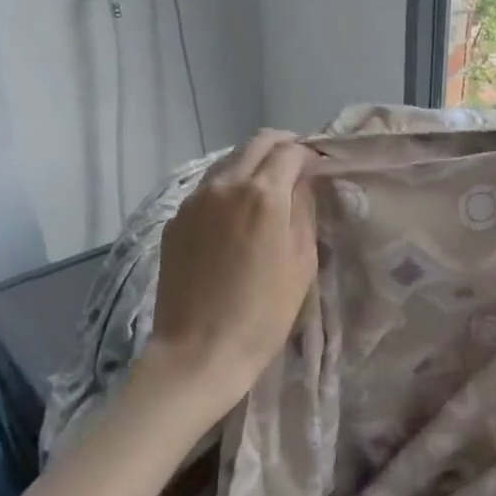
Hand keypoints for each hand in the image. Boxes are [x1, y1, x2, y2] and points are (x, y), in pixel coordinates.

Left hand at [140, 130, 318, 407]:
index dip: (309, 154)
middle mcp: (226, 185)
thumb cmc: (264, 314)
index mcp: (264, 194)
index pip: (290, 151)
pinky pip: (207, 189)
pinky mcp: (175, 220)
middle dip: (281, 147)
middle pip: (256, 143)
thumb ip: (304, 212)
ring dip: (252, 164)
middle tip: (297, 168)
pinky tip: (236, 216)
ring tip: (267, 190)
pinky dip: (227, 188)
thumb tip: (302, 185)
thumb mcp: (302, 263)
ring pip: (228, 162)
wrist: (199, 352)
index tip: (319, 168)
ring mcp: (194, 200)